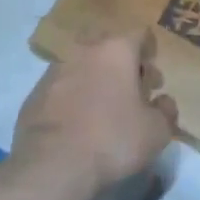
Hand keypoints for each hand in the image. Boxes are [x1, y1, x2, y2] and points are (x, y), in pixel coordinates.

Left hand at [13, 31, 179, 195]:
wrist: (52, 165)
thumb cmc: (113, 140)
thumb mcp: (156, 132)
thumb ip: (165, 112)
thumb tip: (163, 102)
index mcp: (116, 51)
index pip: (139, 34)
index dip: (150, 52)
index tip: (152, 77)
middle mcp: (84, 51)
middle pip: (108, 48)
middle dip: (122, 66)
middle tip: (132, 94)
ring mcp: (54, 71)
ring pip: (82, 67)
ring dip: (95, 81)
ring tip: (103, 111)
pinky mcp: (34, 95)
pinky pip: (61, 90)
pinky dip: (72, 100)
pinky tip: (77, 126)